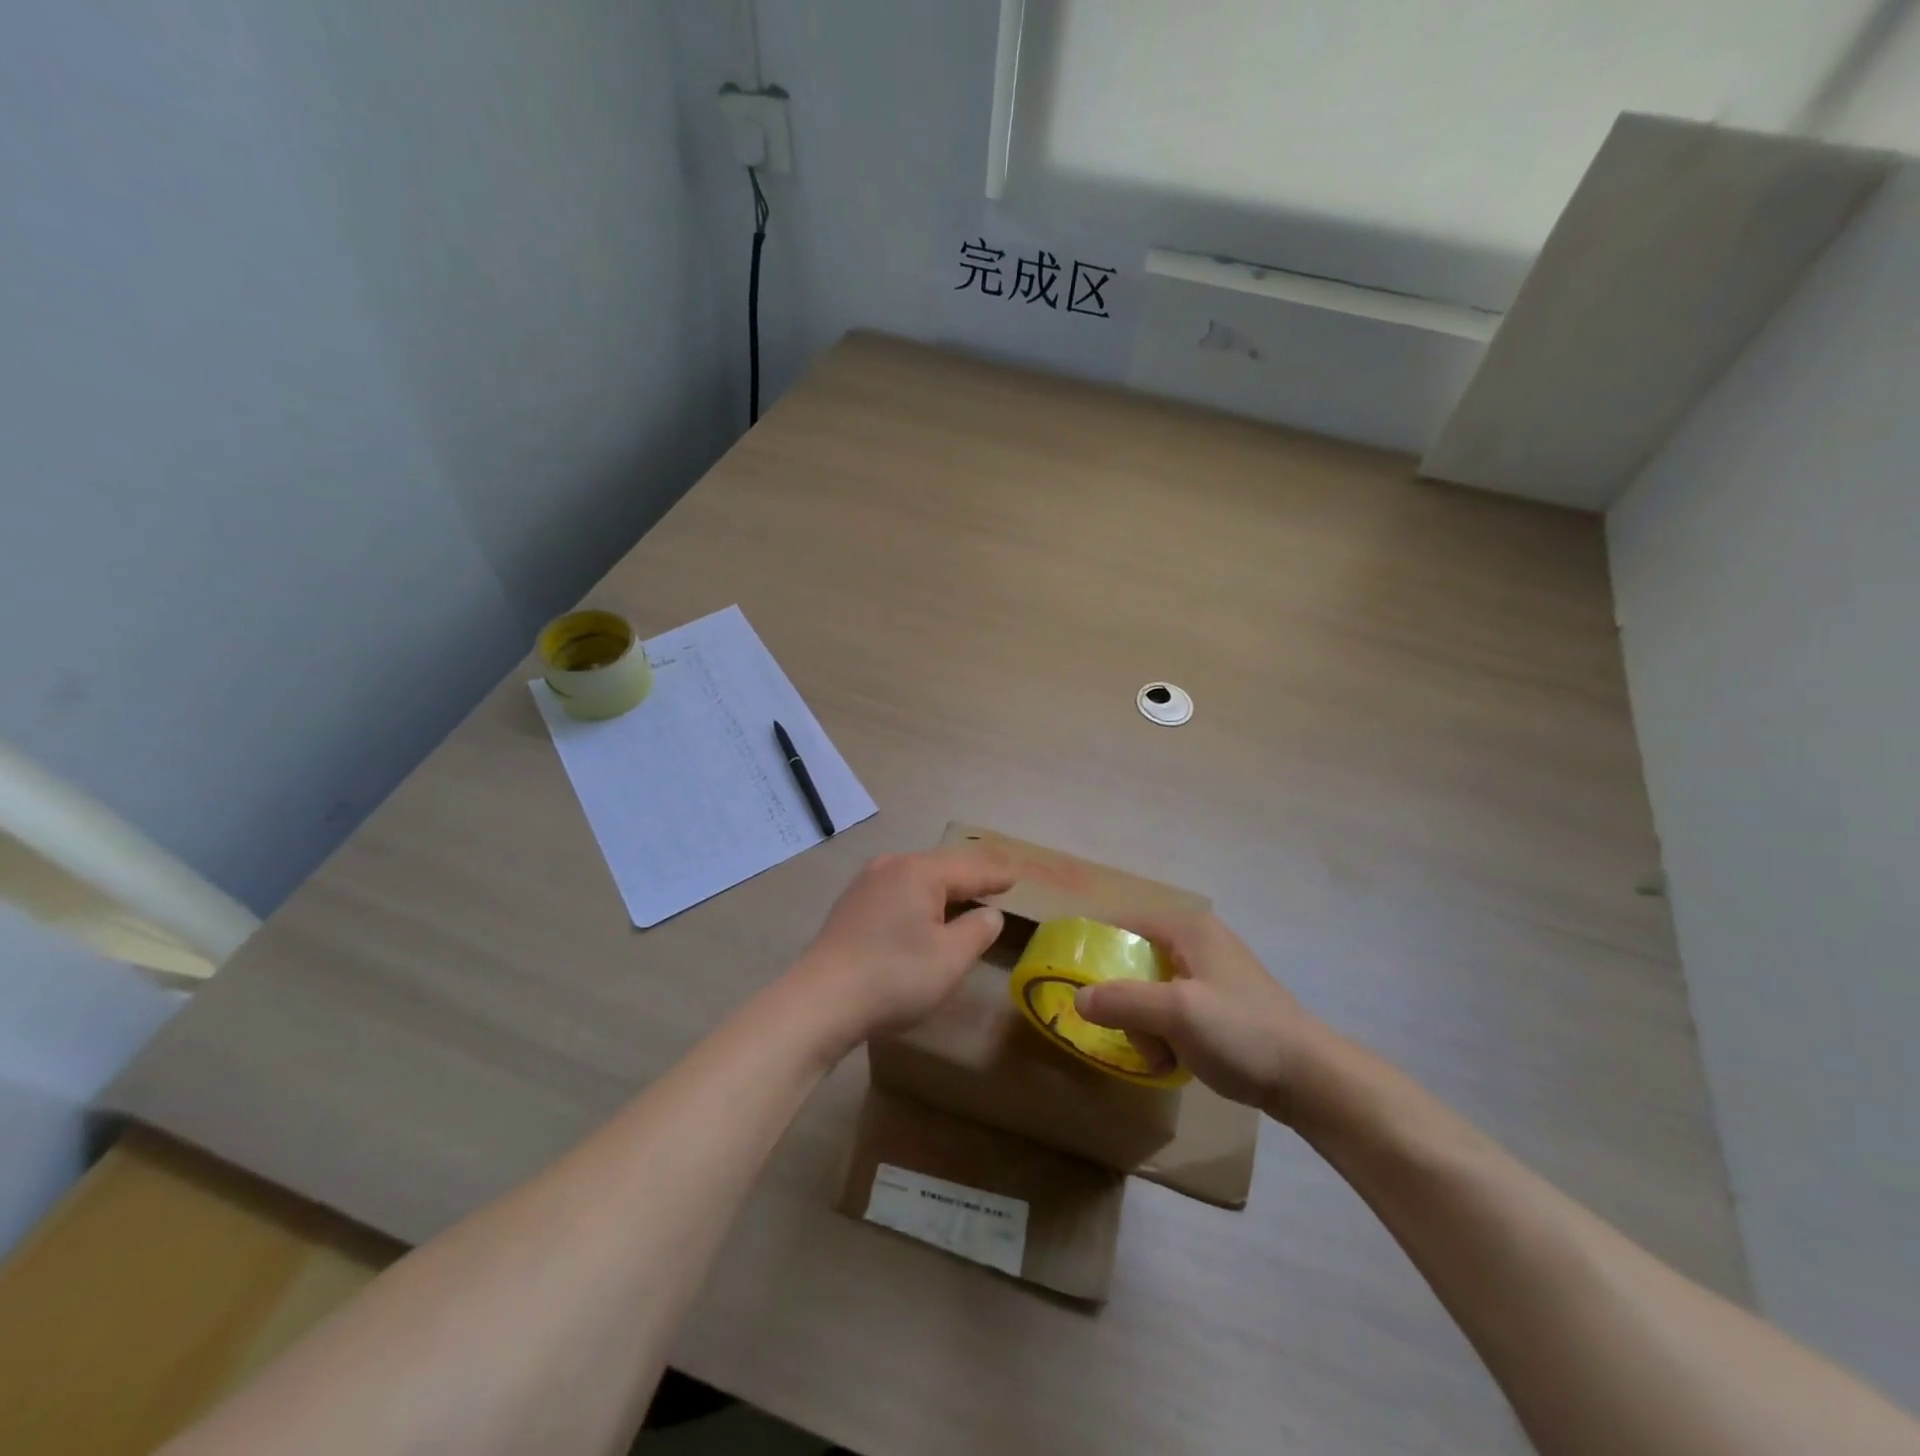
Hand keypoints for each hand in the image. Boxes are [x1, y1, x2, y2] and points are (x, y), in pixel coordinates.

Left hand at [791, 850, 1013, 1050]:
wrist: (820, 1001)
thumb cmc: (894, 977)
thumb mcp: (951, 958)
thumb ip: (978, 930)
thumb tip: (989, 914)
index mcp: (919, 872)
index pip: (969, 869)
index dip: (995, 875)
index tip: (1016, 876)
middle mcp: (891, 866)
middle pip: (941, 865)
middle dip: (970, 874)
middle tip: (996, 879)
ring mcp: (866, 883)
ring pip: (916, 877)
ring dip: (943, 886)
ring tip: (965, 893)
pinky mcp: (851, 905)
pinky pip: (897, 890)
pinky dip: (919, 897)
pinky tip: (924, 911)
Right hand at [1074, 913, 1324, 1119]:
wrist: (1310, 1078)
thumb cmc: (1240, 1032)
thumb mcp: (1176, 1013)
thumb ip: (1122, 1000)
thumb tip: (1077, 998)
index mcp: (1187, 929)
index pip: (1124, 923)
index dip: (1095, 947)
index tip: (1072, 979)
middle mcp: (1198, 942)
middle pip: (1136, 962)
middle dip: (1125, 1002)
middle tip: (1128, 1034)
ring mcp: (1212, 975)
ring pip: (1152, 991)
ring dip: (1146, 1025)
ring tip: (1159, 1057)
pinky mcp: (1222, 1005)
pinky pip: (1174, 1011)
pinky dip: (1166, 1034)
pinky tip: (1174, 1061)